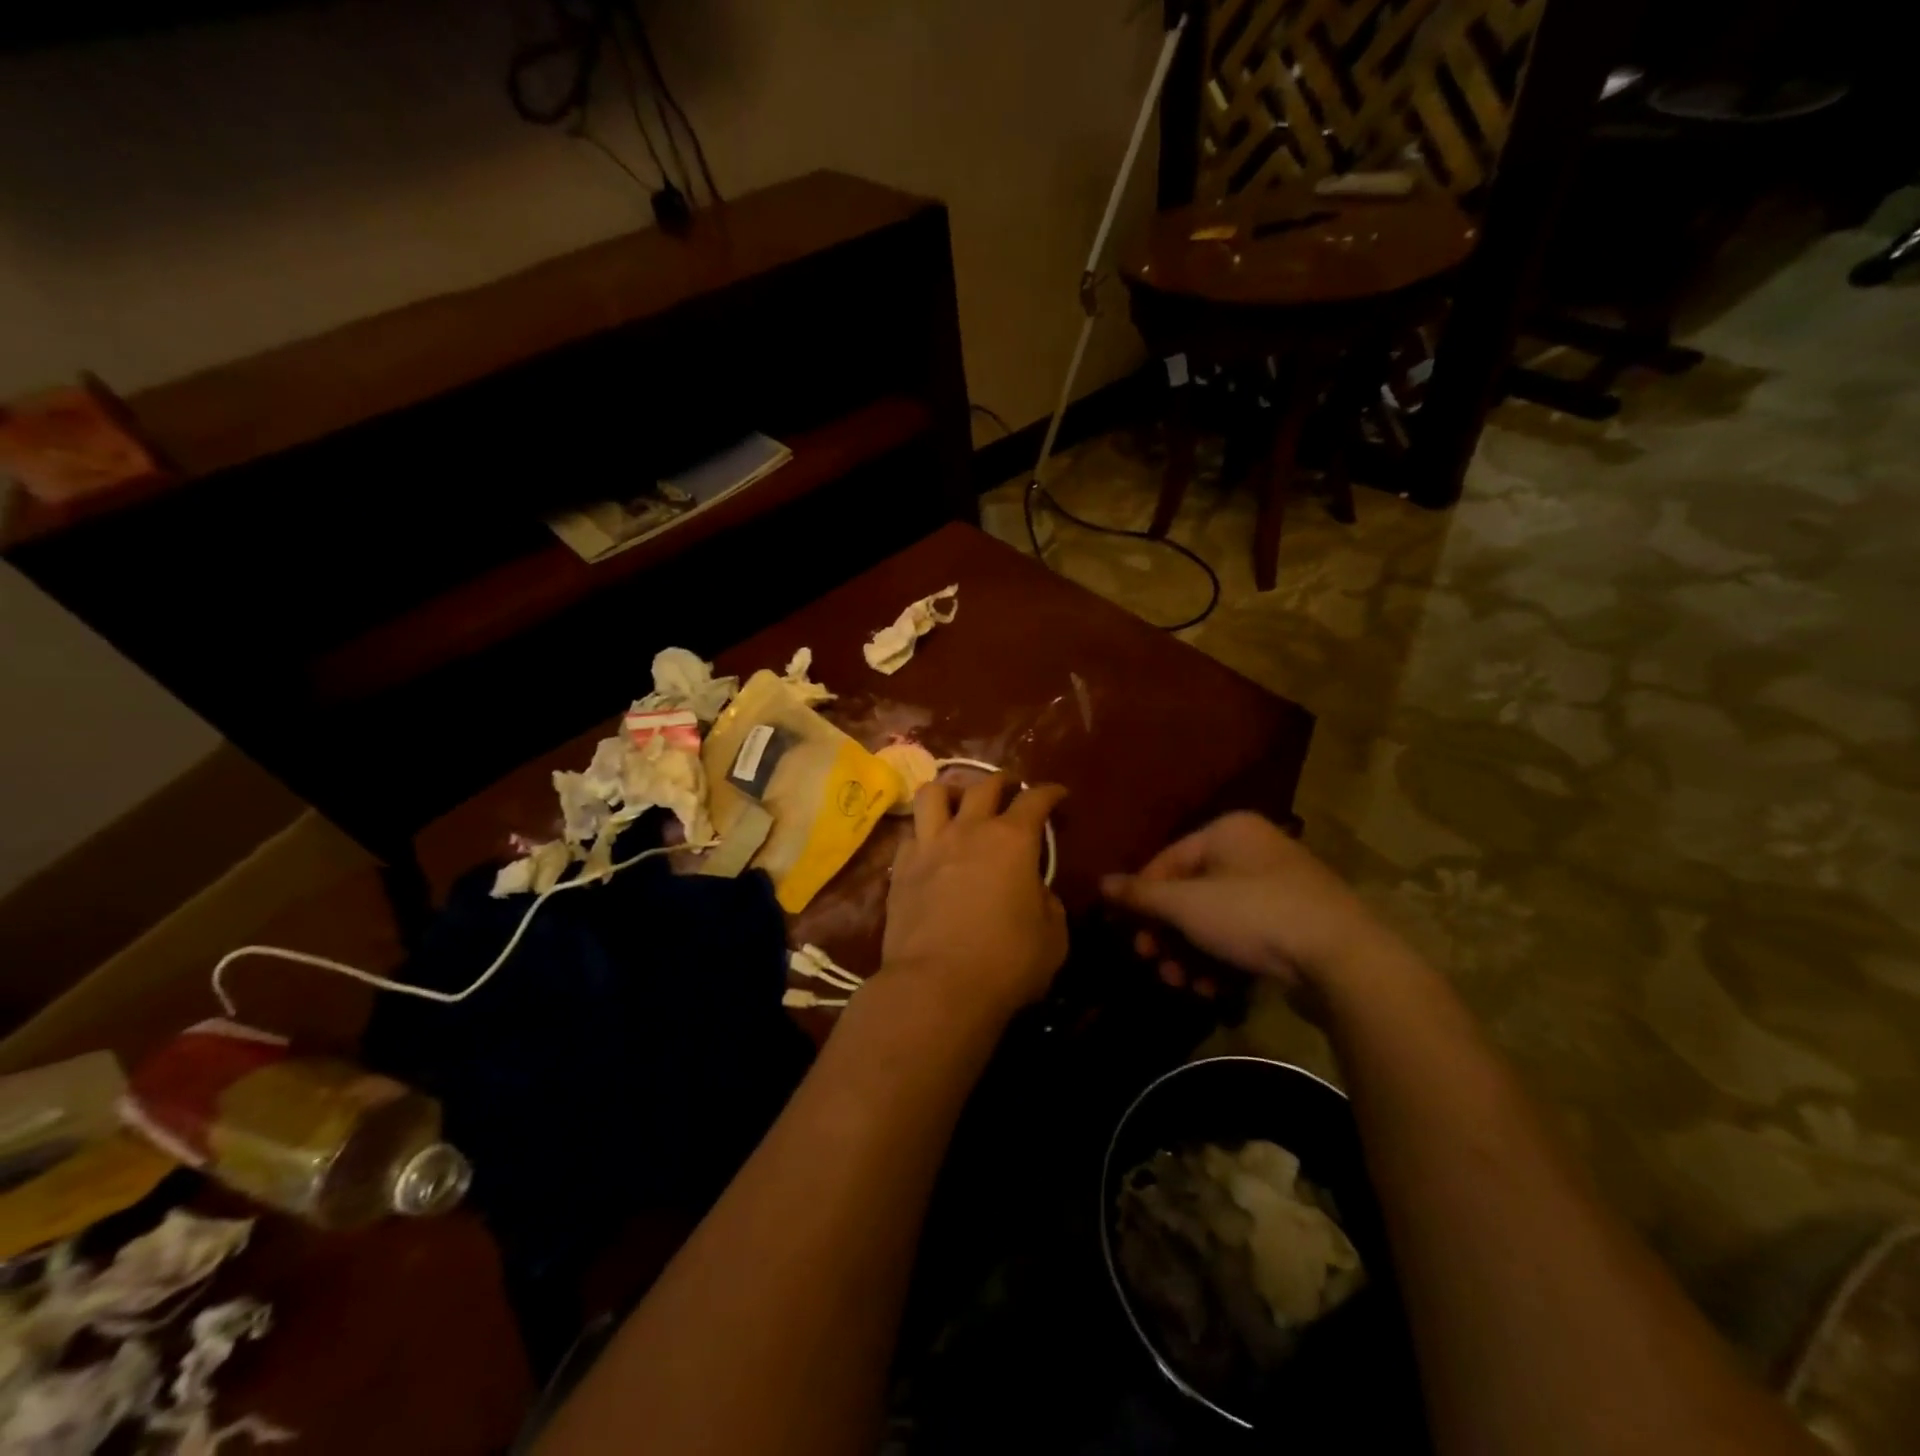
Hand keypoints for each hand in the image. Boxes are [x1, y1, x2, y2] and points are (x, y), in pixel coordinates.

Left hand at [880, 776, 1069, 1022]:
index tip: (1057, 794)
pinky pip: (910, 834)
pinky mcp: (900, 869)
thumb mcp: (1052, 936)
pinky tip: (931, 848)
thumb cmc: (1006, 962)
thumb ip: (1047, 903)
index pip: (1034, 799)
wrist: (937, 986)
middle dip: (1002, 781)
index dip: (1049, 792)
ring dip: (951, 791)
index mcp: (1012, 840)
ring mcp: (929, 846)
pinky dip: (924, 833)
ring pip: (932, 793)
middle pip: (983, 785)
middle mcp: (969, 830)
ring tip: (959, 803)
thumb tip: (1034, 891)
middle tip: (1010, 789)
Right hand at [1100, 812, 1391, 1011]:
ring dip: (1191, 954)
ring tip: (1182, 984)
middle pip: (1191, 893)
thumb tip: (1101, 883)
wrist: (1342, 958)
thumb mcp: (1185, 905)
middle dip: (1168, 934)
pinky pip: (1246, 936)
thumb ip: (1140, 894)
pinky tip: (1213, 990)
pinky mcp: (1297, 923)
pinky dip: (1224, 960)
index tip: (1130, 935)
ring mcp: (1280, 887)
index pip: (1167, 860)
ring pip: (1216, 919)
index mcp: (1228, 832)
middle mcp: (1254, 851)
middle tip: (1153, 964)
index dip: (1143, 899)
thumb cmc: (1252, 915)